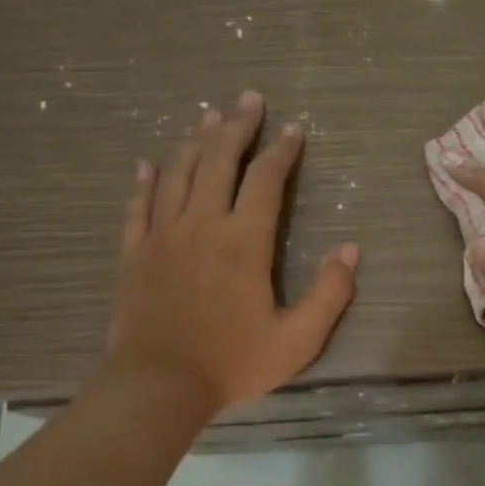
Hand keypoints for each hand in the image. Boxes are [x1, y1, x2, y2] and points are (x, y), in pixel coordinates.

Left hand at [107, 91, 358, 415]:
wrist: (158, 387)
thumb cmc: (232, 364)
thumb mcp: (297, 340)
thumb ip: (329, 294)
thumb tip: (350, 250)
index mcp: (244, 241)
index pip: (266, 179)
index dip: (282, 150)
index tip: (294, 128)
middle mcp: (202, 224)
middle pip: (218, 161)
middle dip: (237, 127)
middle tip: (248, 98)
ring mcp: (162, 236)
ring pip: (178, 173)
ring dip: (195, 142)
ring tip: (207, 117)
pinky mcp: (134, 253)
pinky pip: (139, 205)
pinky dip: (146, 181)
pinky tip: (149, 164)